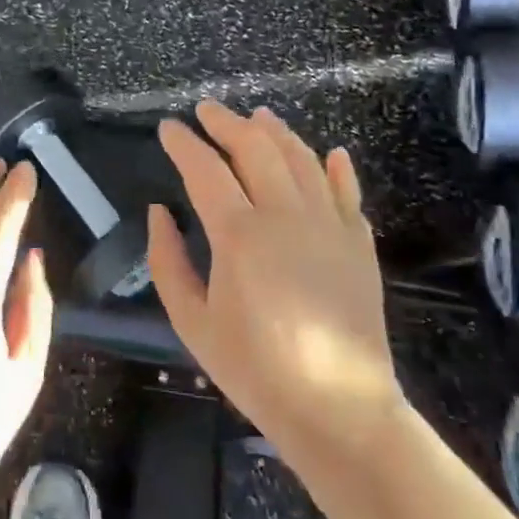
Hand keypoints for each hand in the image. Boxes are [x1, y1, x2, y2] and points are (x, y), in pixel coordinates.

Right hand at [146, 101, 399, 456]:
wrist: (338, 408)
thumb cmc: (254, 369)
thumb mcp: (192, 321)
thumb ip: (168, 260)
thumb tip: (159, 212)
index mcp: (240, 235)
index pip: (205, 169)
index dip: (183, 144)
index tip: (167, 127)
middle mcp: (286, 216)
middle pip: (256, 148)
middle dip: (227, 123)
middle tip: (207, 111)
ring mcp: (330, 225)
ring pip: (302, 159)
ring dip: (276, 132)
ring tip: (257, 116)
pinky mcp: (359, 243)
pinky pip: (347, 190)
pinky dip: (336, 167)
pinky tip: (330, 152)